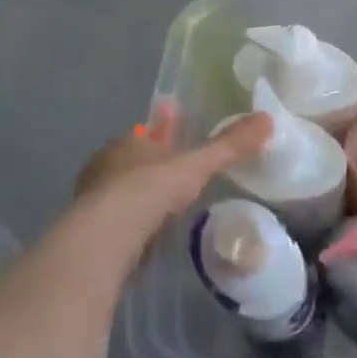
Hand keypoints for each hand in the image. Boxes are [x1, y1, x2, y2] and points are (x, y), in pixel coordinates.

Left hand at [72, 103, 271, 247]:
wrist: (104, 237)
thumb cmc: (150, 188)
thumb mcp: (197, 165)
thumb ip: (229, 145)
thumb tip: (267, 119)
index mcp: (128, 144)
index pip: (147, 134)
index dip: (162, 136)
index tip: (175, 137)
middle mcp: (106, 167)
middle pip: (133, 163)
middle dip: (150, 166)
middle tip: (172, 174)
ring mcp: (93, 201)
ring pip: (120, 193)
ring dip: (138, 198)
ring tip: (162, 208)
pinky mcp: (89, 235)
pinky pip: (115, 225)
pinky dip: (130, 228)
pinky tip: (144, 238)